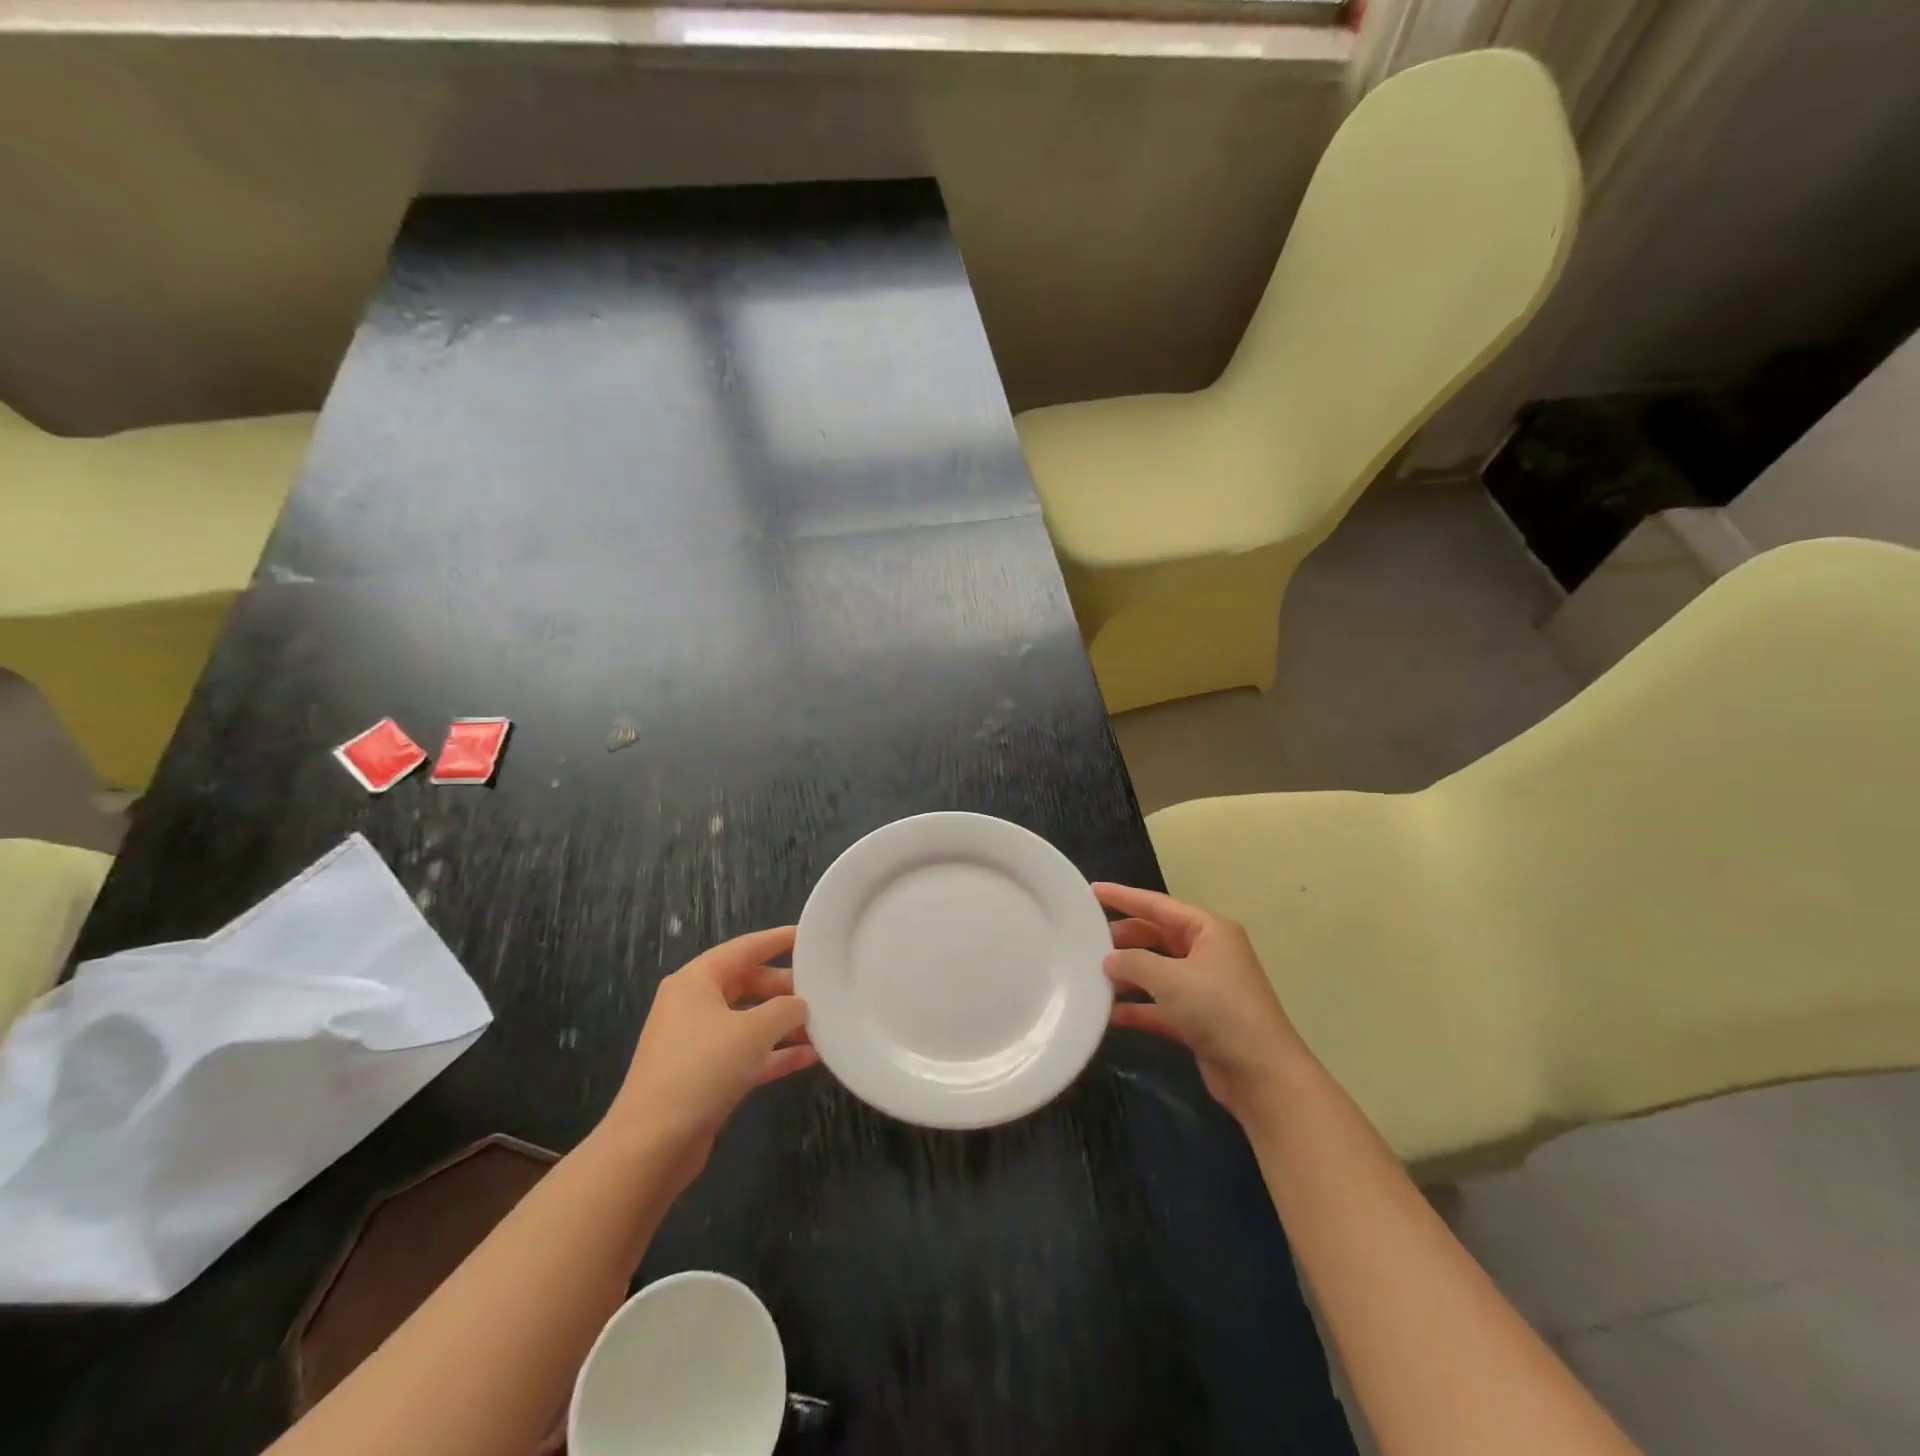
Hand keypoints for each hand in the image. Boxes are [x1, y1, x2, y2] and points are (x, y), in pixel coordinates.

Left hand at [604, 926, 817, 1182]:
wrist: (652, 1145)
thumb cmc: (702, 1069)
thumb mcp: (753, 1031)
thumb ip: (785, 1009)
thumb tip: (800, 1005)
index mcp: (696, 981)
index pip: (745, 948)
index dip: (778, 940)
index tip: (810, 936)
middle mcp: (693, 1005)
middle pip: (747, 984)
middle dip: (785, 988)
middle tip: (824, 988)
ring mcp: (696, 1042)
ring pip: (748, 1021)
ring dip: (783, 1024)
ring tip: (824, 1024)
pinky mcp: (703, 1077)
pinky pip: (745, 1054)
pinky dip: (773, 1054)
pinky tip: (809, 1058)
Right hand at [1097, 883, 1308, 1125]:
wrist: (1261, 1075)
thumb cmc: (1219, 1010)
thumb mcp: (1171, 979)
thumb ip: (1133, 963)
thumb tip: (1107, 959)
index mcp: (1209, 930)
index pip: (1158, 905)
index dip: (1124, 897)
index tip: (1092, 891)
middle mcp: (1207, 953)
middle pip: (1156, 937)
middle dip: (1123, 940)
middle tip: (1086, 941)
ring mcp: (1203, 988)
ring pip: (1156, 971)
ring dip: (1127, 975)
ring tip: (1091, 977)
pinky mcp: (1198, 1020)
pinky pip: (1159, 1005)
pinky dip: (1137, 1007)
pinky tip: (1109, 1014)